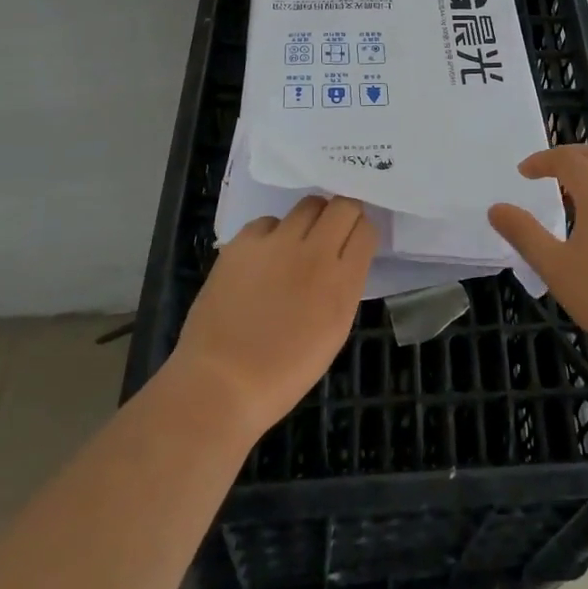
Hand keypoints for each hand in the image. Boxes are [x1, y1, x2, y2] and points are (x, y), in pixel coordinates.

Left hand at [171, 196, 377, 436]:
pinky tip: (264, 258)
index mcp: (342, 281)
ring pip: (308, 205)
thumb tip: (345, 259)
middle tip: (332, 233)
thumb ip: (345, 285)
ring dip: (311, 219)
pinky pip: (268, 222)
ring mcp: (277, 243)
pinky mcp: (242, 243)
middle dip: (343, 214)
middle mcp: (315, 252)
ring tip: (298, 242)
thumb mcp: (335, 330)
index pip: (366, 229)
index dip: (362, 231)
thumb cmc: (285, 371)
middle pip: (343, 205)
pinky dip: (272, 234)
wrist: (221, 383)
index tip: (354, 241)